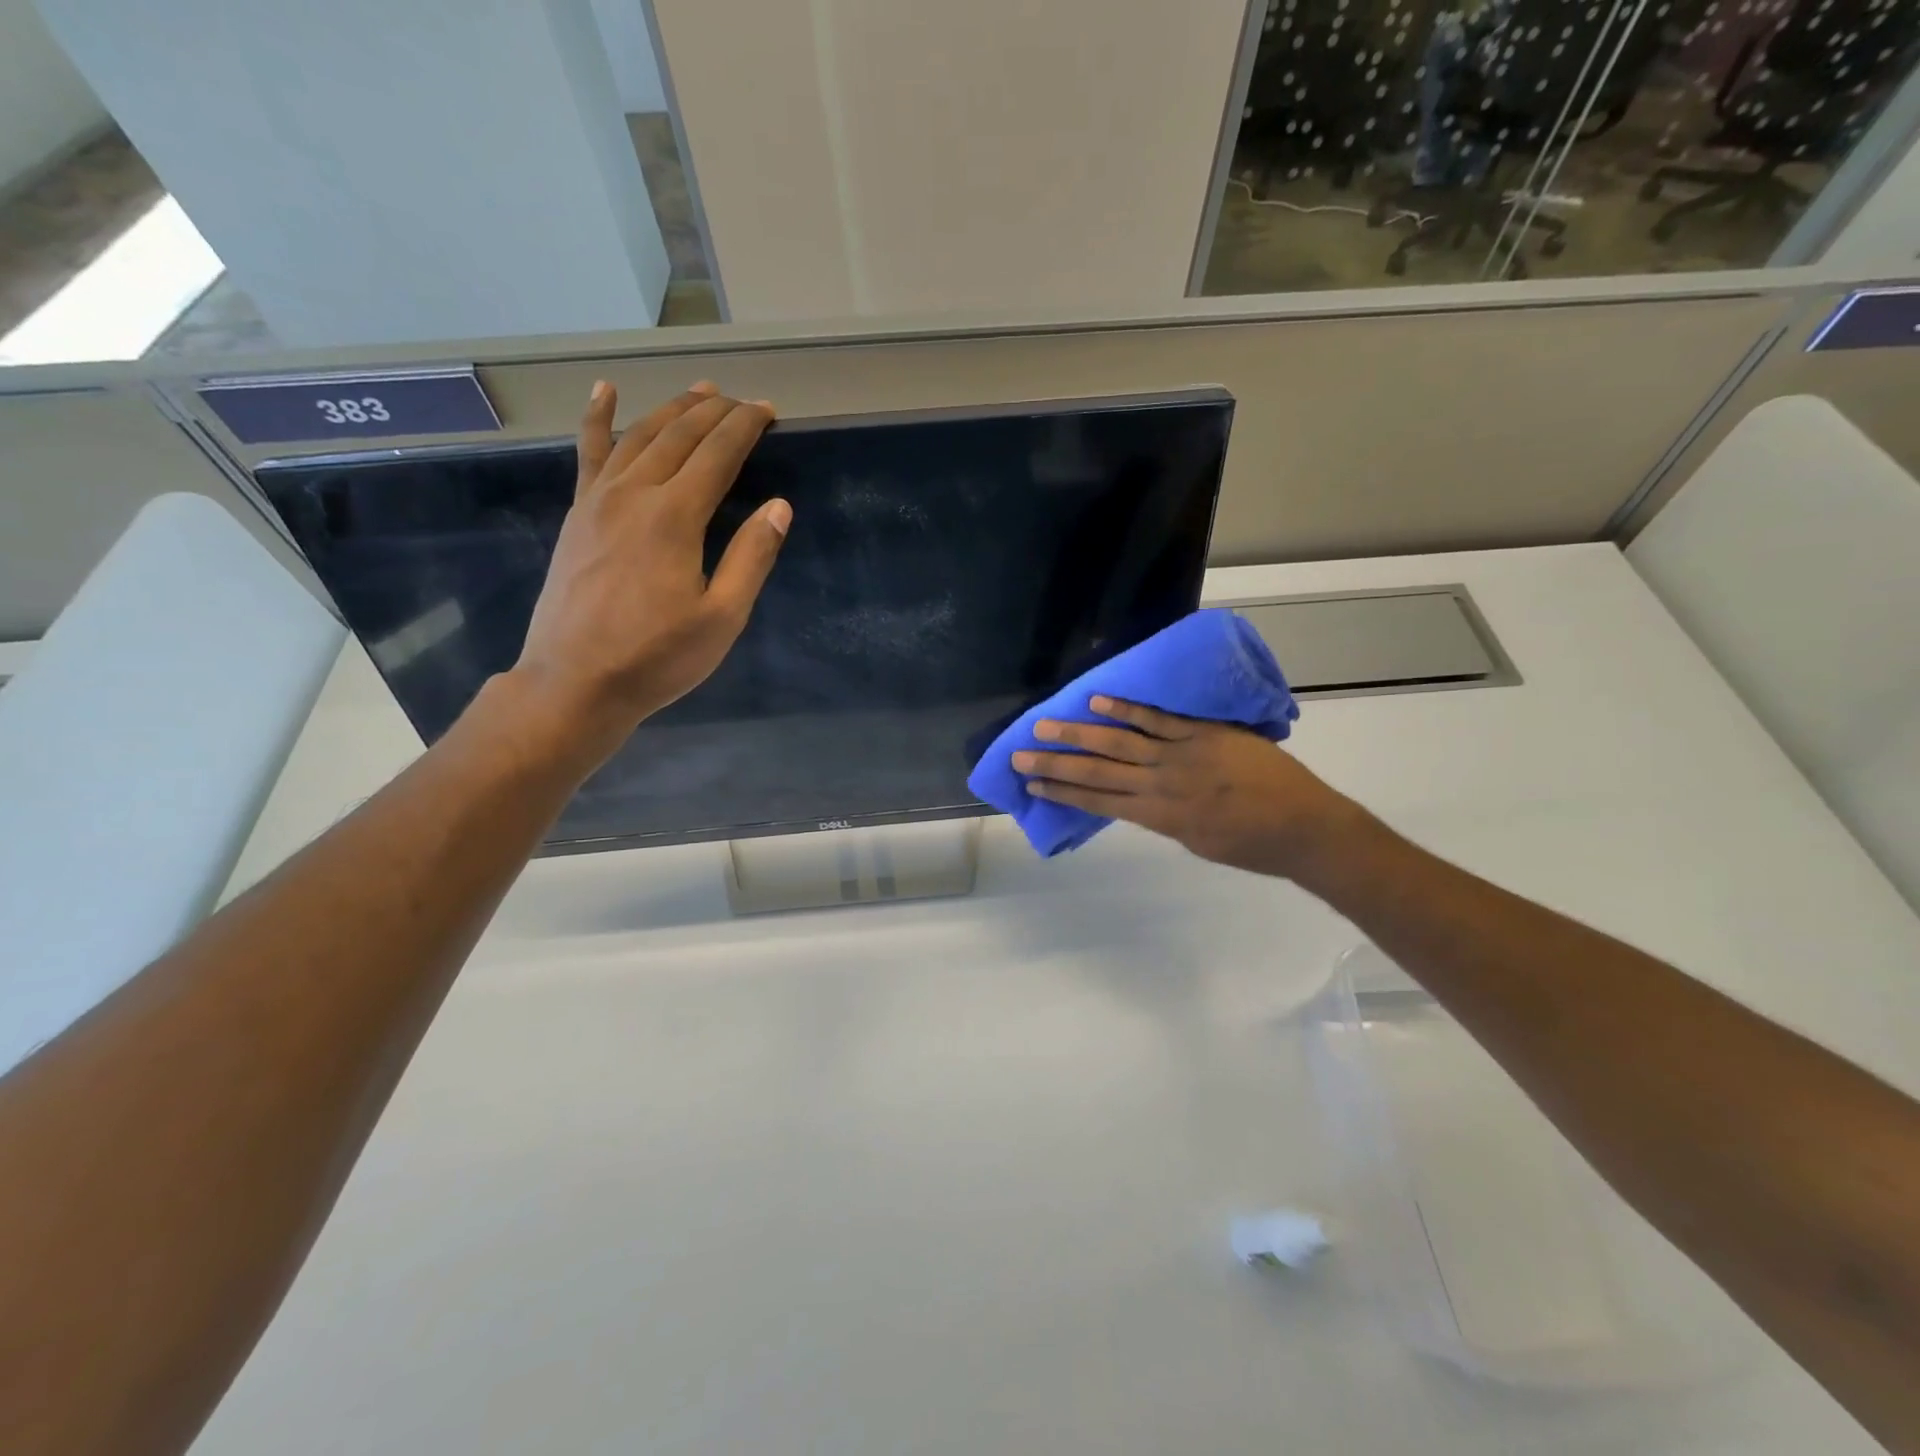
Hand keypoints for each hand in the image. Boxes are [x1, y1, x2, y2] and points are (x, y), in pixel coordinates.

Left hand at [508, 380, 789, 768]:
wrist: (574, 682)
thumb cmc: (657, 657)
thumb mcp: (722, 618)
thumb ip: (751, 558)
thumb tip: (779, 507)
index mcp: (675, 517)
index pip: (718, 454)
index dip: (746, 427)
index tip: (769, 410)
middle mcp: (635, 494)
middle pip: (679, 436)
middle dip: (715, 412)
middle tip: (743, 401)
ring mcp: (599, 500)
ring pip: (639, 436)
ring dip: (672, 409)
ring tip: (699, 392)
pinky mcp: (578, 515)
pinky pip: (590, 454)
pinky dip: (598, 419)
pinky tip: (605, 393)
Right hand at [1010, 696, 1363, 877]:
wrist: (1305, 828)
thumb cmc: (1254, 845)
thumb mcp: (1198, 842)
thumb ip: (1165, 818)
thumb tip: (1140, 799)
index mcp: (1159, 816)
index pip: (1099, 801)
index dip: (1064, 790)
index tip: (1033, 782)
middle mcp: (1160, 784)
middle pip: (1097, 770)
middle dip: (1056, 763)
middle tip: (1020, 754)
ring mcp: (1180, 755)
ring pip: (1119, 741)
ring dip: (1078, 733)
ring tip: (1044, 726)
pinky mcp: (1203, 733)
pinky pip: (1158, 719)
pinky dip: (1126, 709)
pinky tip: (1097, 701)